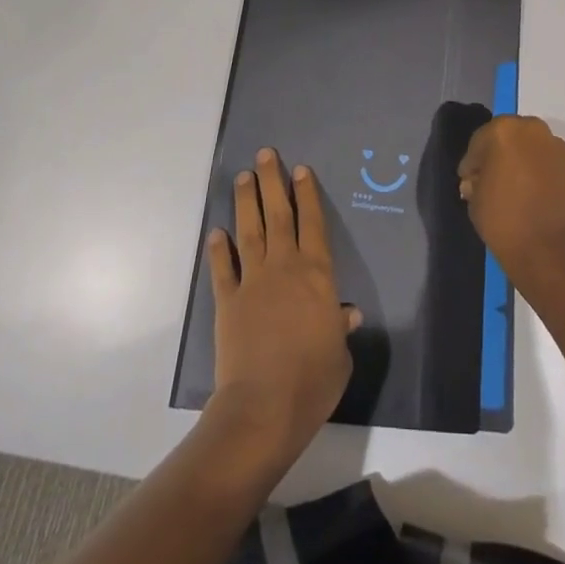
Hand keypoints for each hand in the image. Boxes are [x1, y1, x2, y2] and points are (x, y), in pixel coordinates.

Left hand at [206, 147, 359, 465]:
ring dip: (245, 202)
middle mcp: (284, 267)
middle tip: (265, 155)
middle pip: (278, 215)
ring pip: (249, 231)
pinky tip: (216, 233)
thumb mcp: (340, 355)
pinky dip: (219, 249)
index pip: (312, 223)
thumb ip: (341, 328)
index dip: (307, 194)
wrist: (263, 408)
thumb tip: (348, 314)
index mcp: (316, 274)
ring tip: (242, 177)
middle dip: (272, 182)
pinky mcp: (227, 302)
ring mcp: (253, 282)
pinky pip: (223, 269)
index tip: (300, 169)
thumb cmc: (312, 381)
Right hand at [457, 116, 564, 283]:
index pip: (480, 141)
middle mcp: (533, 131)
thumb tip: (478, 181)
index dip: (472, 162)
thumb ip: (474, 182)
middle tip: (493, 180)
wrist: (552, 251)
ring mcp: (558, 149)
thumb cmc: (504, 221)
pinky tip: (536, 196)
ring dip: (523, 162)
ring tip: (517, 189)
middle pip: (510, 137)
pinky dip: (542, 174)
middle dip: (500, 155)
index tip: (469, 180)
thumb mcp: (475, 201)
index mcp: (503, 131)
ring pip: (533, 148)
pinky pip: (551, 165)